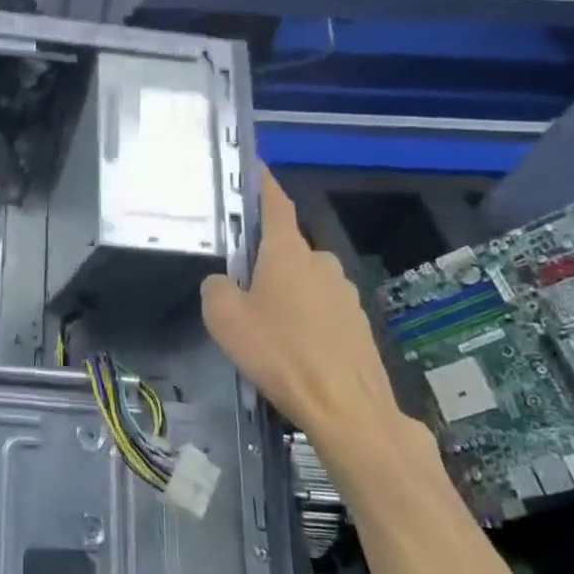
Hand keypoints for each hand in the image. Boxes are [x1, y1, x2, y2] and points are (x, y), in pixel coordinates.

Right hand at [201, 166, 431, 484]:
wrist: (346, 407)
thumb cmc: (279, 353)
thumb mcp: (224, 318)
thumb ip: (215, 288)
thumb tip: (224, 283)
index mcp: (288, 252)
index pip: (274, 203)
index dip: (262, 182)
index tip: (252, 165)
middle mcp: (321, 262)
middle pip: (286, 247)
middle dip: (264, 258)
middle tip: (239, 283)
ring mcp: (345, 292)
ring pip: (305, 280)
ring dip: (285, 290)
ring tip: (266, 323)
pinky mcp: (358, 323)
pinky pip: (322, 307)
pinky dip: (305, 316)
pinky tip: (293, 346)